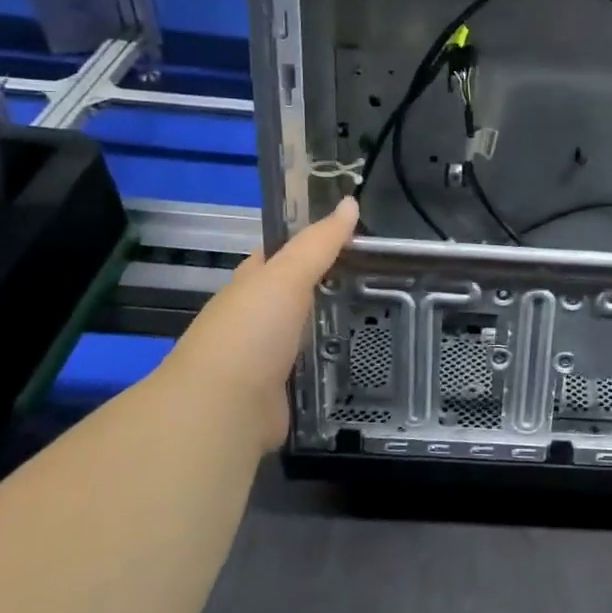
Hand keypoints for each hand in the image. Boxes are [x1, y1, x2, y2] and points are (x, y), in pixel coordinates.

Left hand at [155, 196, 359, 456]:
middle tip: (385, 277)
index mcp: (252, 285)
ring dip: (339, 328)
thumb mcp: (287, 276)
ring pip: (310, 334)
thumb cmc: (250, 332)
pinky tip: (368, 360)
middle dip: (334, 286)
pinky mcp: (283, 393)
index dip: (315, 241)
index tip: (357, 235)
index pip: (283, 254)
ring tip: (389, 317)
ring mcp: (268, 358)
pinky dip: (336, 366)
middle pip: (300, 294)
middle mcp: (257, 319)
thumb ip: (320, 243)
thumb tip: (350, 201)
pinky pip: (316, 371)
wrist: (222, 411)